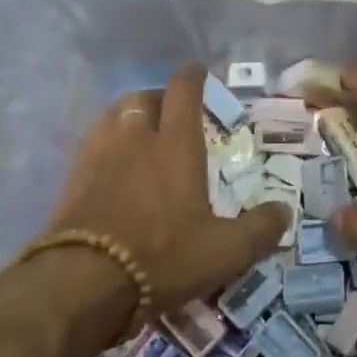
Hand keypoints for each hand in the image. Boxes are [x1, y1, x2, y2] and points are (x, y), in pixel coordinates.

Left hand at [43, 67, 289, 309]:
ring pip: (113, 115)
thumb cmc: (162, 257)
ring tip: (141, 134)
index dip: (192, 77)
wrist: (82, 284)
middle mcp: (135, 138)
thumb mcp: (225, 251)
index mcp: (175, 145)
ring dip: (130, 116)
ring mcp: (98, 155)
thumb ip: (260, 229)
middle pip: (143, 98)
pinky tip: (114, 167)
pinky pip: (93, 144)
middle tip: (172, 113)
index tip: (198, 72)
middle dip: (159, 98)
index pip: (183, 92)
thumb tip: (284, 212)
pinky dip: (107, 143)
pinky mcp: (72, 179)